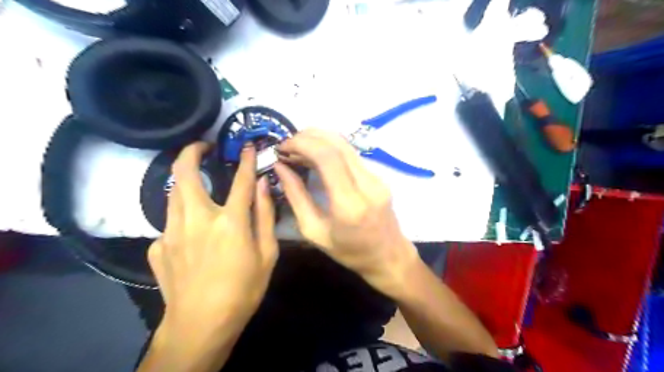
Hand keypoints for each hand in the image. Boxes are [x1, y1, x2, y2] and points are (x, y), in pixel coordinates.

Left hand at [147, 142, 278, 337]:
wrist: (201, 324)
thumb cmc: (243, 289)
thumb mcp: (267, 254)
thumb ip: (265, 216)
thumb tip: (263, 186)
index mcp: (229, 222)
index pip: (240, 180)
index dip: (246, 160)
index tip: (247, 145)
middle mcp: (197, 219)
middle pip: (185, 174)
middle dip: (190, 153)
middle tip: (200, 146)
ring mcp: (171, 232)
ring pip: (172, 193)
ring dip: (184, 180)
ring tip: (197, 179)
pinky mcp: (157, 246)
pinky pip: (171, 222)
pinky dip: (183, 216)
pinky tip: (191, 231)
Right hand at [274, 130, 412, 295]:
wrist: (389, 256)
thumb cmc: (350, 252)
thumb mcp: (314, 232)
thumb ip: (296, 197)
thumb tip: (280, 168)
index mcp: (350, 204)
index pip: (327, 157)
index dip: (302, 144)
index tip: (281, 147)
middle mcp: (367, 184)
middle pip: (337, 144)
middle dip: (307, 137)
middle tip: (287, 146)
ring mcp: (377, 178)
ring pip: (345, 145)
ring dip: (318, 140)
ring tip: (297, 149)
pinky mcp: (378, 176)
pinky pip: (351, 154)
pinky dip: (329, 148)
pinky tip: (314, 156)